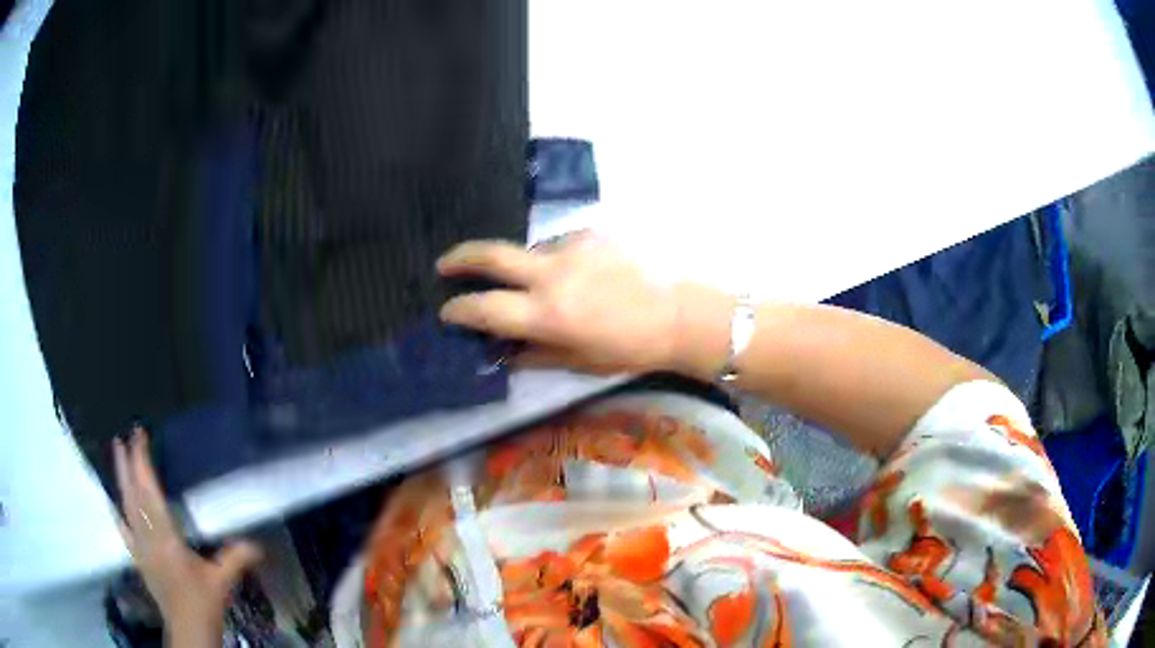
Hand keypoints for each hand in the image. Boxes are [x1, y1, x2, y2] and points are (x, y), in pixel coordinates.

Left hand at [113, 429, 261, 643]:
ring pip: (125, 507)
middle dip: (127, 465)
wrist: (187, 628)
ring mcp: (139, 547)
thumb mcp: (222, 581)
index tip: (138, 436)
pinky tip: (113, 501)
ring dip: (120, 480)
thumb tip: (260, 544)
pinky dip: (117, 510)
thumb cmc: (203, 602)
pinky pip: (123, 528)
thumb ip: (236, 558)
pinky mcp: (138, 558)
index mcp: (166, 537)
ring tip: (116, 456)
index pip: (150, 492)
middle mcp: (148, 537)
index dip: (142, 462)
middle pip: (133, 495)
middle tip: (123, 438)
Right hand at [437, 234, 682, 374]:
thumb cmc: (629, 348)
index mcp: (547, 314)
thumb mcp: (579, 361)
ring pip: (528, 251)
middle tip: (444, 264)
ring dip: (523, 268)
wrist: (678, 314)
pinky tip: (579, 276)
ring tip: (543, 286)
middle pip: (490, 255)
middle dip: (459, 258)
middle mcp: (551, 274)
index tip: (447, 311)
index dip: (458, 310)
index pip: (484, 308)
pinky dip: (556, 262)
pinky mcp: (591, 234)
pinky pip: (559, 246)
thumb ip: (535, 355)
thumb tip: (504, 353)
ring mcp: (571, 248)